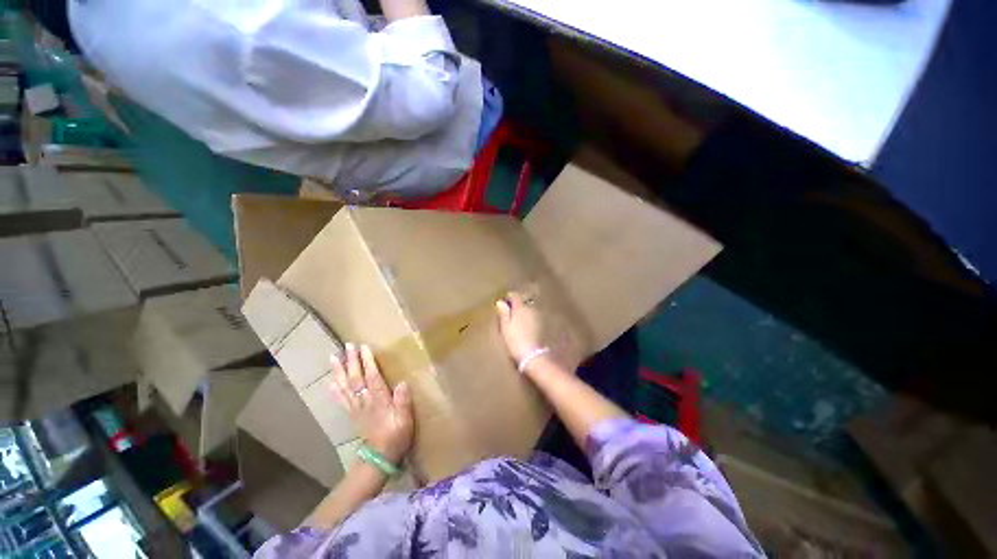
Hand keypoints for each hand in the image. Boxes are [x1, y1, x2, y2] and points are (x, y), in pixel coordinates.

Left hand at [330, 343, 413, 463]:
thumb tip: (402, 383)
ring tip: (333, 357)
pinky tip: (331, 381)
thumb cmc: (396, 436)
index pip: (372, 377)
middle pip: (356, 378)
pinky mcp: (352, 414)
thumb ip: (403, 402)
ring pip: (346, 386)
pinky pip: (342, 399)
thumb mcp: (405, 420)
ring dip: (339, 371)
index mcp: (379, 401)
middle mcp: (365, 401)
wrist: (379, 459)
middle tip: (347, 345)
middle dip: (351, 361)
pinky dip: (335, 389)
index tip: (364, 347)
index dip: (368, 362)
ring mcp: (356, 408)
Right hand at [496, 290, 582, 373]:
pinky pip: (532, 318)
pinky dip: (528, 320)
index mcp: (520, 307)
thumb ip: (504, 313)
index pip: (514, 296)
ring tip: (516, 322)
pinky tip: (524, 328)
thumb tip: (500, 302)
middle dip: (516, 306)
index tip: (503, 303)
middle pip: (522, 302)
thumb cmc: (515, 340)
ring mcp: (538, 316)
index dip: (508, 298)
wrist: (532, 355)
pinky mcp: (542, 325)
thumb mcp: (505, 327)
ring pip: (528, 310)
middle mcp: (531, 309)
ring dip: (523, 313)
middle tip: (508, 313)